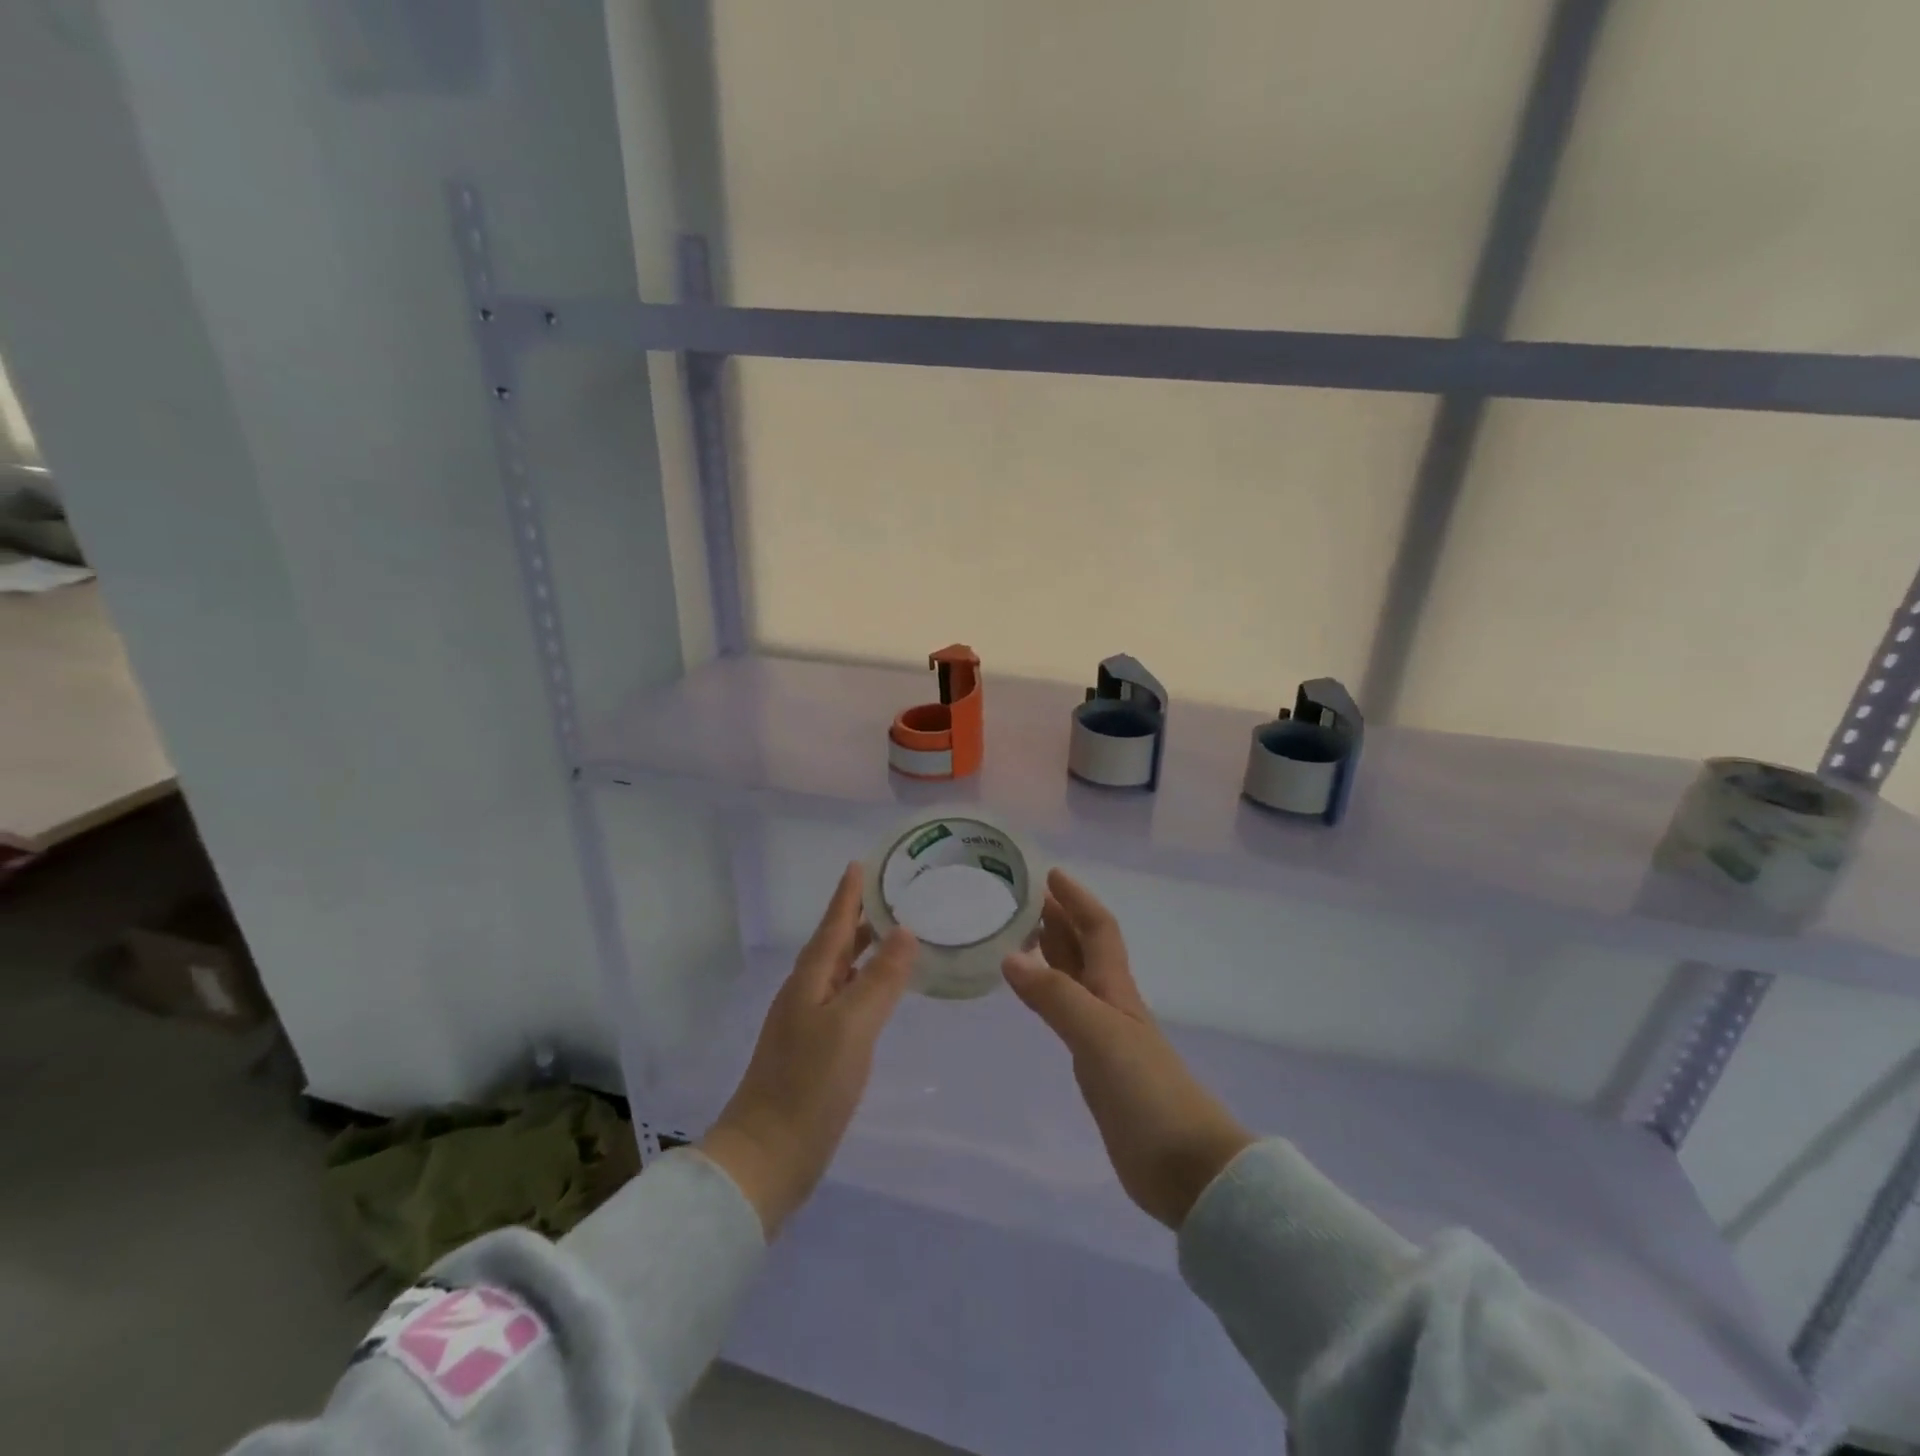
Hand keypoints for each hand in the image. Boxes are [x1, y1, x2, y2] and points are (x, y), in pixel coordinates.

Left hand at [700, 862, 915, 1236]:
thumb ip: (880, 979)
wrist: (767, 1157)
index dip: (848, 895)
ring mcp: (809, 1023)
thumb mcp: (851, 1027)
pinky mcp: (817, 1050)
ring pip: (841, 971)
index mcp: (810, 980)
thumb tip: (905, 931)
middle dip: (859, 917)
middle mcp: (807, 993)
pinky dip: (865, 983)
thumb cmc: (808, 1086)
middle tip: (892, 894)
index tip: (861, 864)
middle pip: (836, 944)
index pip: (834, 925)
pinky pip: (845, 999)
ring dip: (864, 949)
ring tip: (894, 933)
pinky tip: (881, 992)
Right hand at [1003, 869, 1254, 1228]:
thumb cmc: (1148, 1092)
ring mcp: (1104, 1036)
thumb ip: (1056, 997)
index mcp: (1116, 988)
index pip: (1097, 929)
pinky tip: (1033, 996)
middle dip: (1059, 918)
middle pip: (1084, 948)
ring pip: (1073, 979)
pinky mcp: (1096, 1067)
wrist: (1185, 1166)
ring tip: (1018, 935)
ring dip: (1051, 953)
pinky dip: (1047, 995)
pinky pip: (1065, 1015)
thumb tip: (1011, 956)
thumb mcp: (1100, 1036)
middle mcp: (1110, 1004)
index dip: (1077, 899)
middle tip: (1022, 898)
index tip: (1049, 874)